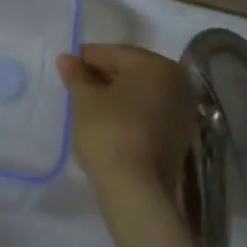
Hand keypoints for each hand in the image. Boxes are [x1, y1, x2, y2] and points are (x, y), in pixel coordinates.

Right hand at [57, 43, 194, 198]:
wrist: (137, 193)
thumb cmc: (109, 131)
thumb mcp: (85, 99)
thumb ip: (76, 75)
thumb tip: (66, 59)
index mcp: (157, 65)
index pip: (114, 53)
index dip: (87, 58)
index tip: (66, 66)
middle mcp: (177, 84)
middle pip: (130, 72)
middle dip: (102, 77)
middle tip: (75, 86)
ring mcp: (181, 115)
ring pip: (140, 96)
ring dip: (115, 97)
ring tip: (87, 107)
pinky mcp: (178, 142)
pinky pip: (147, 117)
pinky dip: (127, 116)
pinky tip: (106, 125)